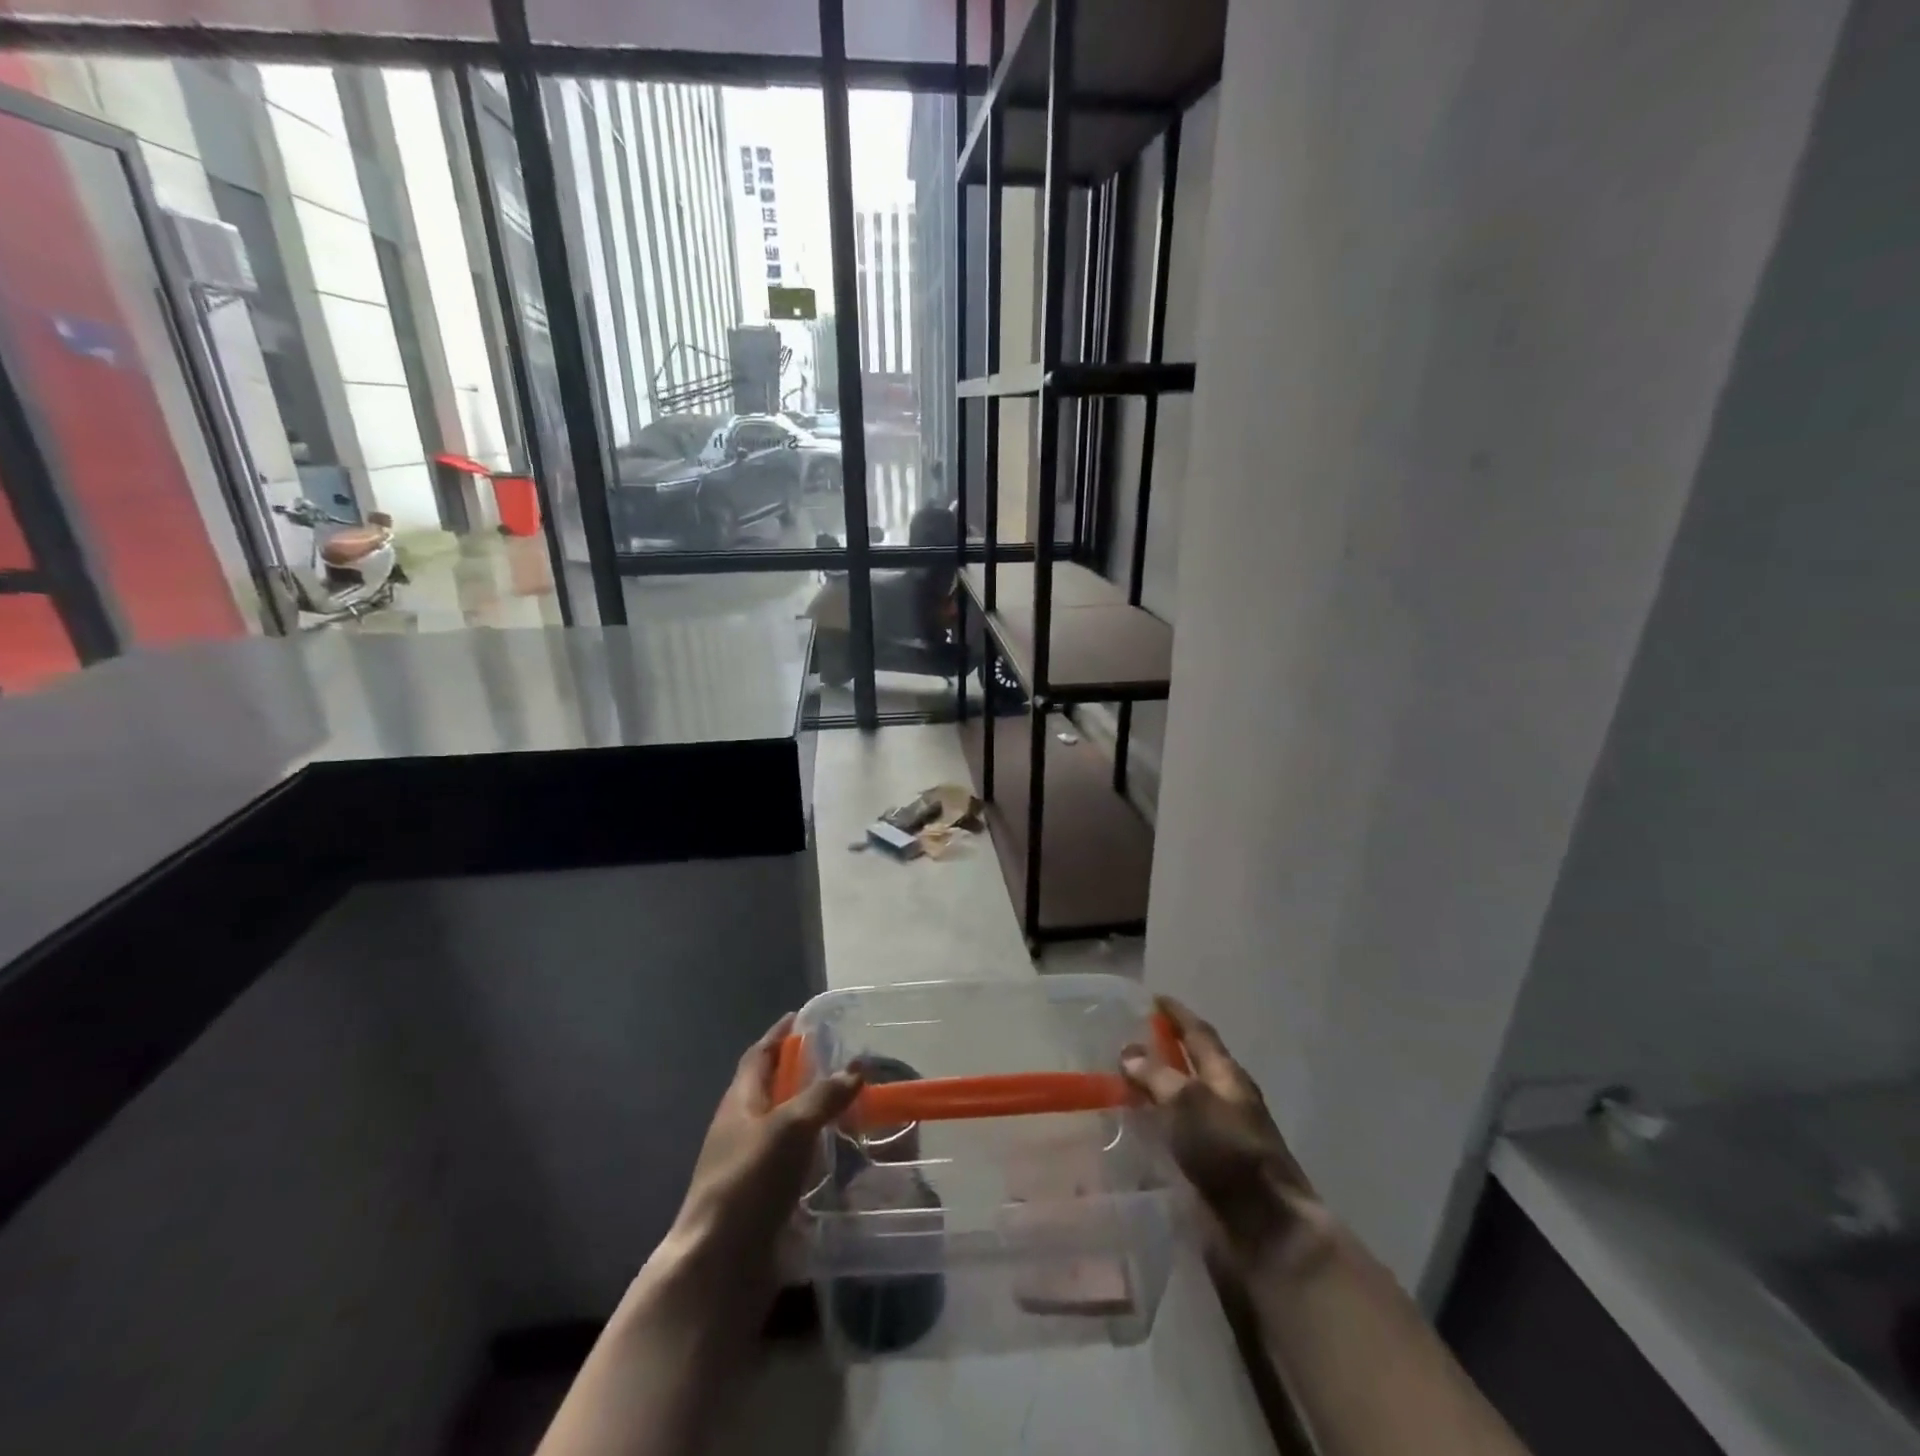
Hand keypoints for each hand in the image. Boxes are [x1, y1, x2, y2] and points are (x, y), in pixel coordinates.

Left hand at [642, 1014, 861, 1326]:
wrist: (719, 1267)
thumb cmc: (749, 1182)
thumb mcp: (791, 1128)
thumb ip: (824, 1095)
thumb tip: (857, 1067)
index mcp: (740, 1102)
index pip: (759, 1055)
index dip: (779, 1035)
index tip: (803, 1018)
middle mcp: (741, 1128)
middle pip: (770, 1089)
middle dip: (799, 1072)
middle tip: (839, 1060)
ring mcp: (749, 1166)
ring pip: (783, 1126)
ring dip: (810, 1113)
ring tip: (848, 1105)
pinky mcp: (762, 1199)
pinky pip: (791, 1162)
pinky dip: (813, 1151)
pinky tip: (839, 1156)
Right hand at [1121, 997, 1328, 1271]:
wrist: (1267, 1234)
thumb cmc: (1230, 1154)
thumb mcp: (1190, 1102)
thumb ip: (1157, 1075)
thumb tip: (1129, 1052)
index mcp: (1228, 1077)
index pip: (1199, 1034)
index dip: (1177, 1015)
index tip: (1153, 997)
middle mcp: (1224, 1104)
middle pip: (1191, 1069)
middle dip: (1162, 1053)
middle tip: (1124, 1041)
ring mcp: (1217, 1142)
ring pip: (1179, 1107)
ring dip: (1153, 1095)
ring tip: (1115, 1087)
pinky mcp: (1206, 1177)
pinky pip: (1173, 1142)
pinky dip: (1152, 1132)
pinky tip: (1127, 1134)